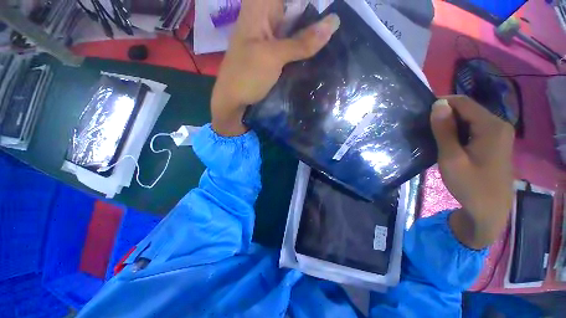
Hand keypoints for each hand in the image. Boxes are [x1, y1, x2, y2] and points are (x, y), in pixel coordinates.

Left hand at [211, 0, 339, 135]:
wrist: (234, 101)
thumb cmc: (246, 76)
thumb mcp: (273, 56)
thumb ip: (302, 41)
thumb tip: (334, 22)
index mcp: (259, 7)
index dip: (311, 3)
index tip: (329, 10)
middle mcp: (266, 17)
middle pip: (296, 7)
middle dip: (316, 15)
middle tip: (336, 24)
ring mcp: (271, 36)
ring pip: (297, 24)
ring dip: (313, 31)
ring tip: (334, 34)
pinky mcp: (274, 52)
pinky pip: (294, 42)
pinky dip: (305, 46)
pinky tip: (320, 49)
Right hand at [430, 96, 514, 248]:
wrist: (489, 210)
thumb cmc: (470, 185)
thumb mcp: (452, 158)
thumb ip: (444, 130)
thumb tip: (437, 104)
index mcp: (491, 126)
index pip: (462, 102)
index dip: (440, 104)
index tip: (421, 115)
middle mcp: (498, 124)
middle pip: (467, 109)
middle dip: (445, 115)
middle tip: (424, 129)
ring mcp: (498, 133)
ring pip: (469, 119)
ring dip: (450, 124)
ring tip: (433, 136)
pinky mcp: (495, 142)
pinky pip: (473, 128)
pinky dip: (458, 131)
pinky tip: (448, 143)